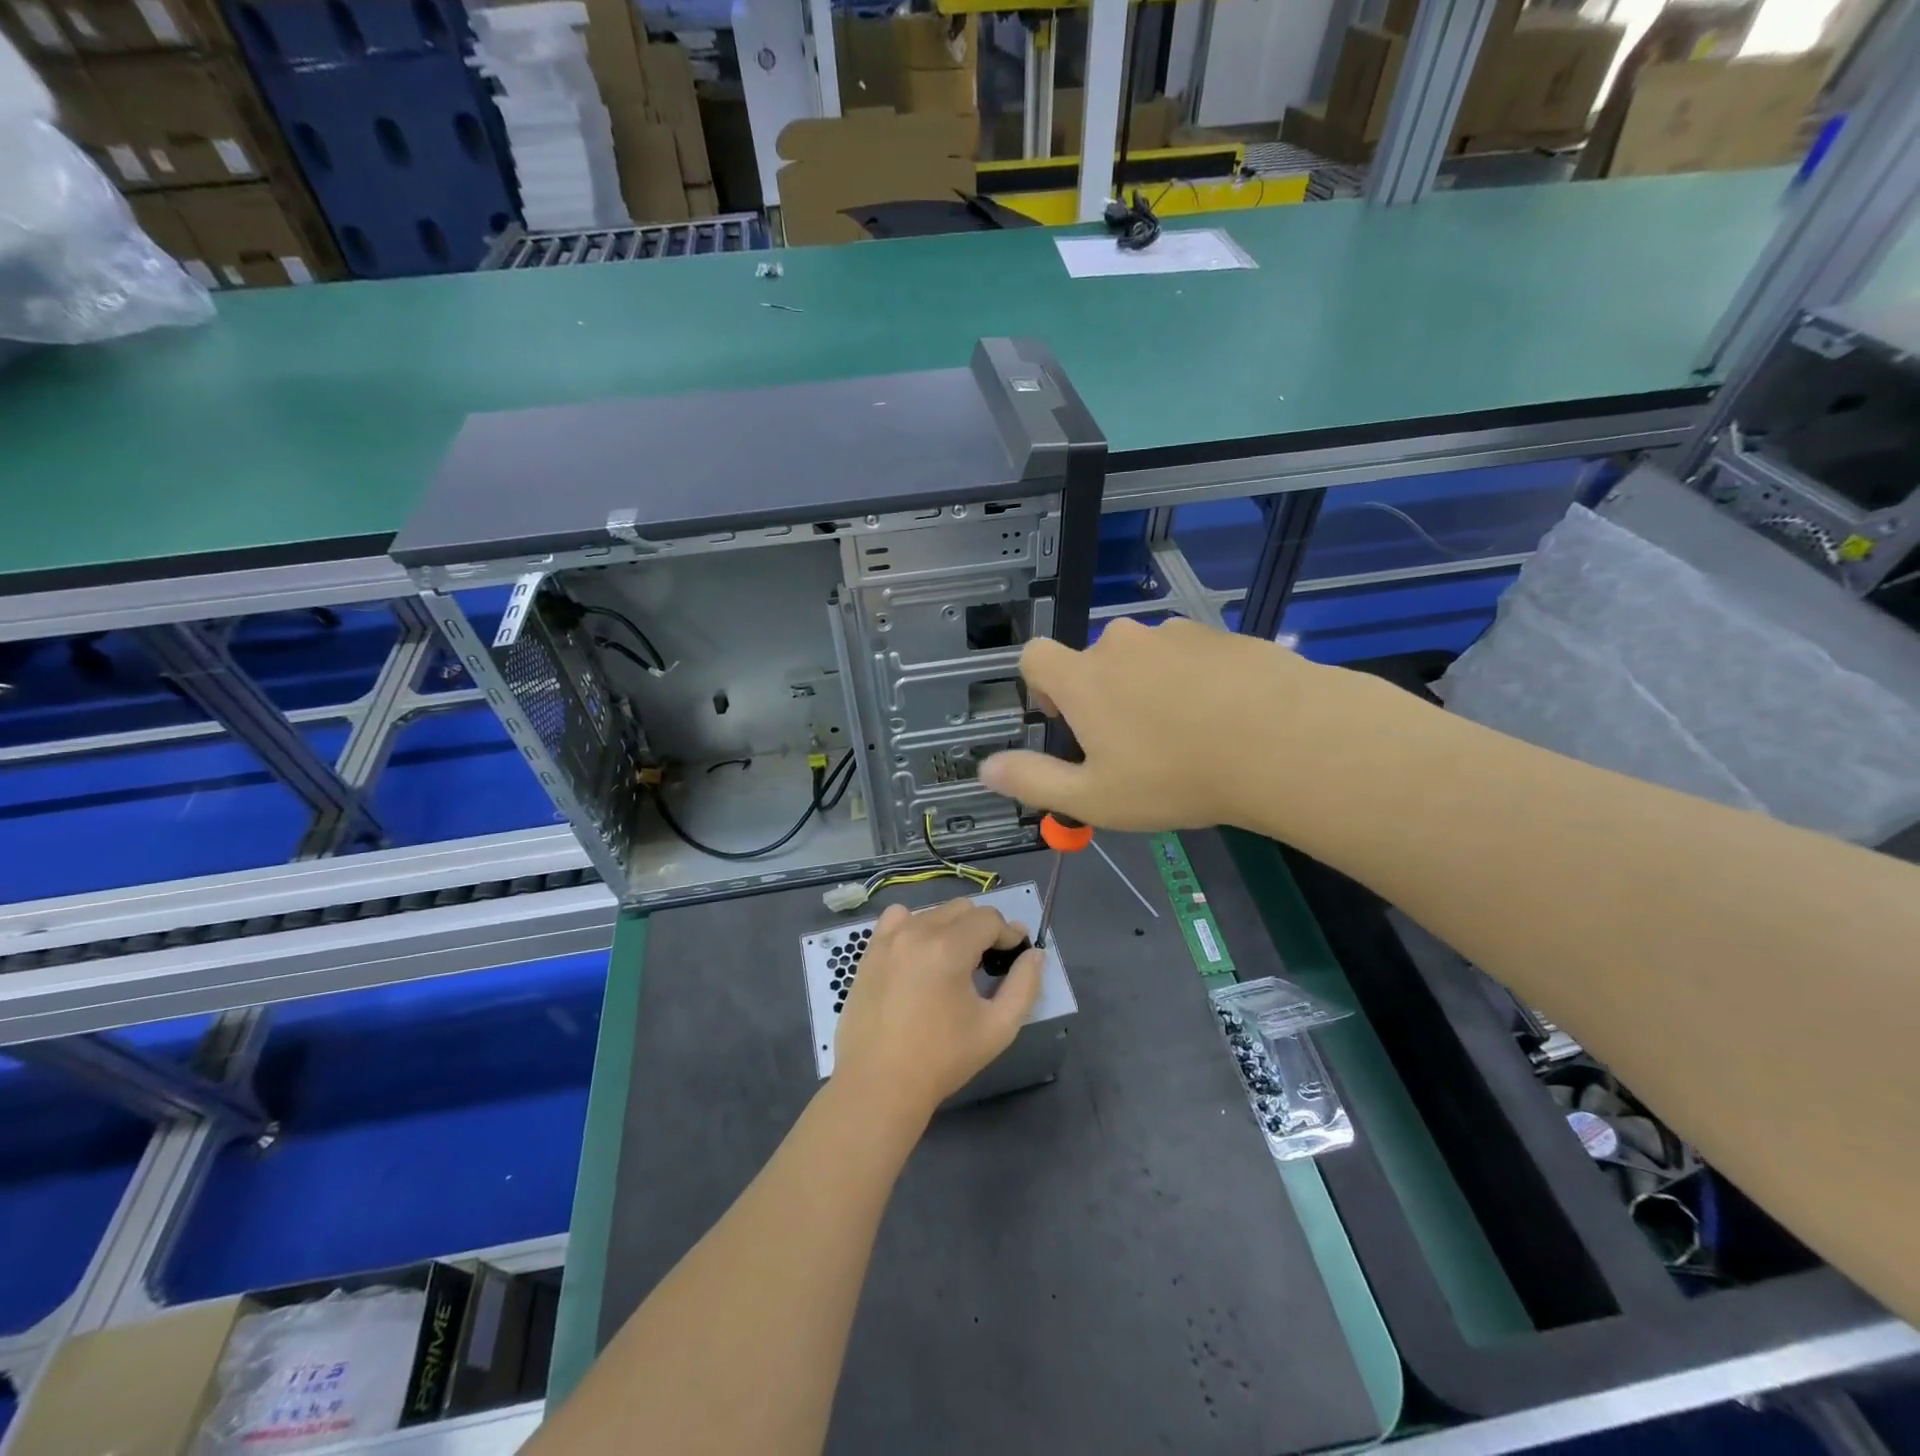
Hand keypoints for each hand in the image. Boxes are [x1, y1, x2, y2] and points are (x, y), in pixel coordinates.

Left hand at [833, 899, 1043, 1121]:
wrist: (880, 1085)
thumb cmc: (943, 1059)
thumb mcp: (998, 1028)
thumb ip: (1025, 985)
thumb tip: (1035, 954)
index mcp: (948, 948)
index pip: (989, 919)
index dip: (1008, 934)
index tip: (1014, 956)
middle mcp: (917, 932)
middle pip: (961, 909)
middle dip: (982, 929)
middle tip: (987, 962)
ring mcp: (889, 939)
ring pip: (932, 913)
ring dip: (951, 928)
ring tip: (954, 963)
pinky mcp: (870, 951)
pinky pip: (898, 919)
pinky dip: (915, 926)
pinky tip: (919, 954)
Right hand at [978, 616, 1370, 831]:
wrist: (1284, 743)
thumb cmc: (1175, 777)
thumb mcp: (1095, 797)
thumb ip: (1033, 781)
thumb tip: (986, 769)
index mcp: (1084, 677)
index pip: (1035, 656)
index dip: (1041, 687)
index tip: (1069, 721)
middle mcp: (1122, 643)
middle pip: (1094, 661)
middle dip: (1103, 696)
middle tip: (1135, 746)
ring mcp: (1175, 634)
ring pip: (1145, 659)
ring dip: (1149, 688)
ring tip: (1187, 736)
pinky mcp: (1221, 634)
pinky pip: (1190, 656)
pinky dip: (1193, 681)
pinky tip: (1224, 719)